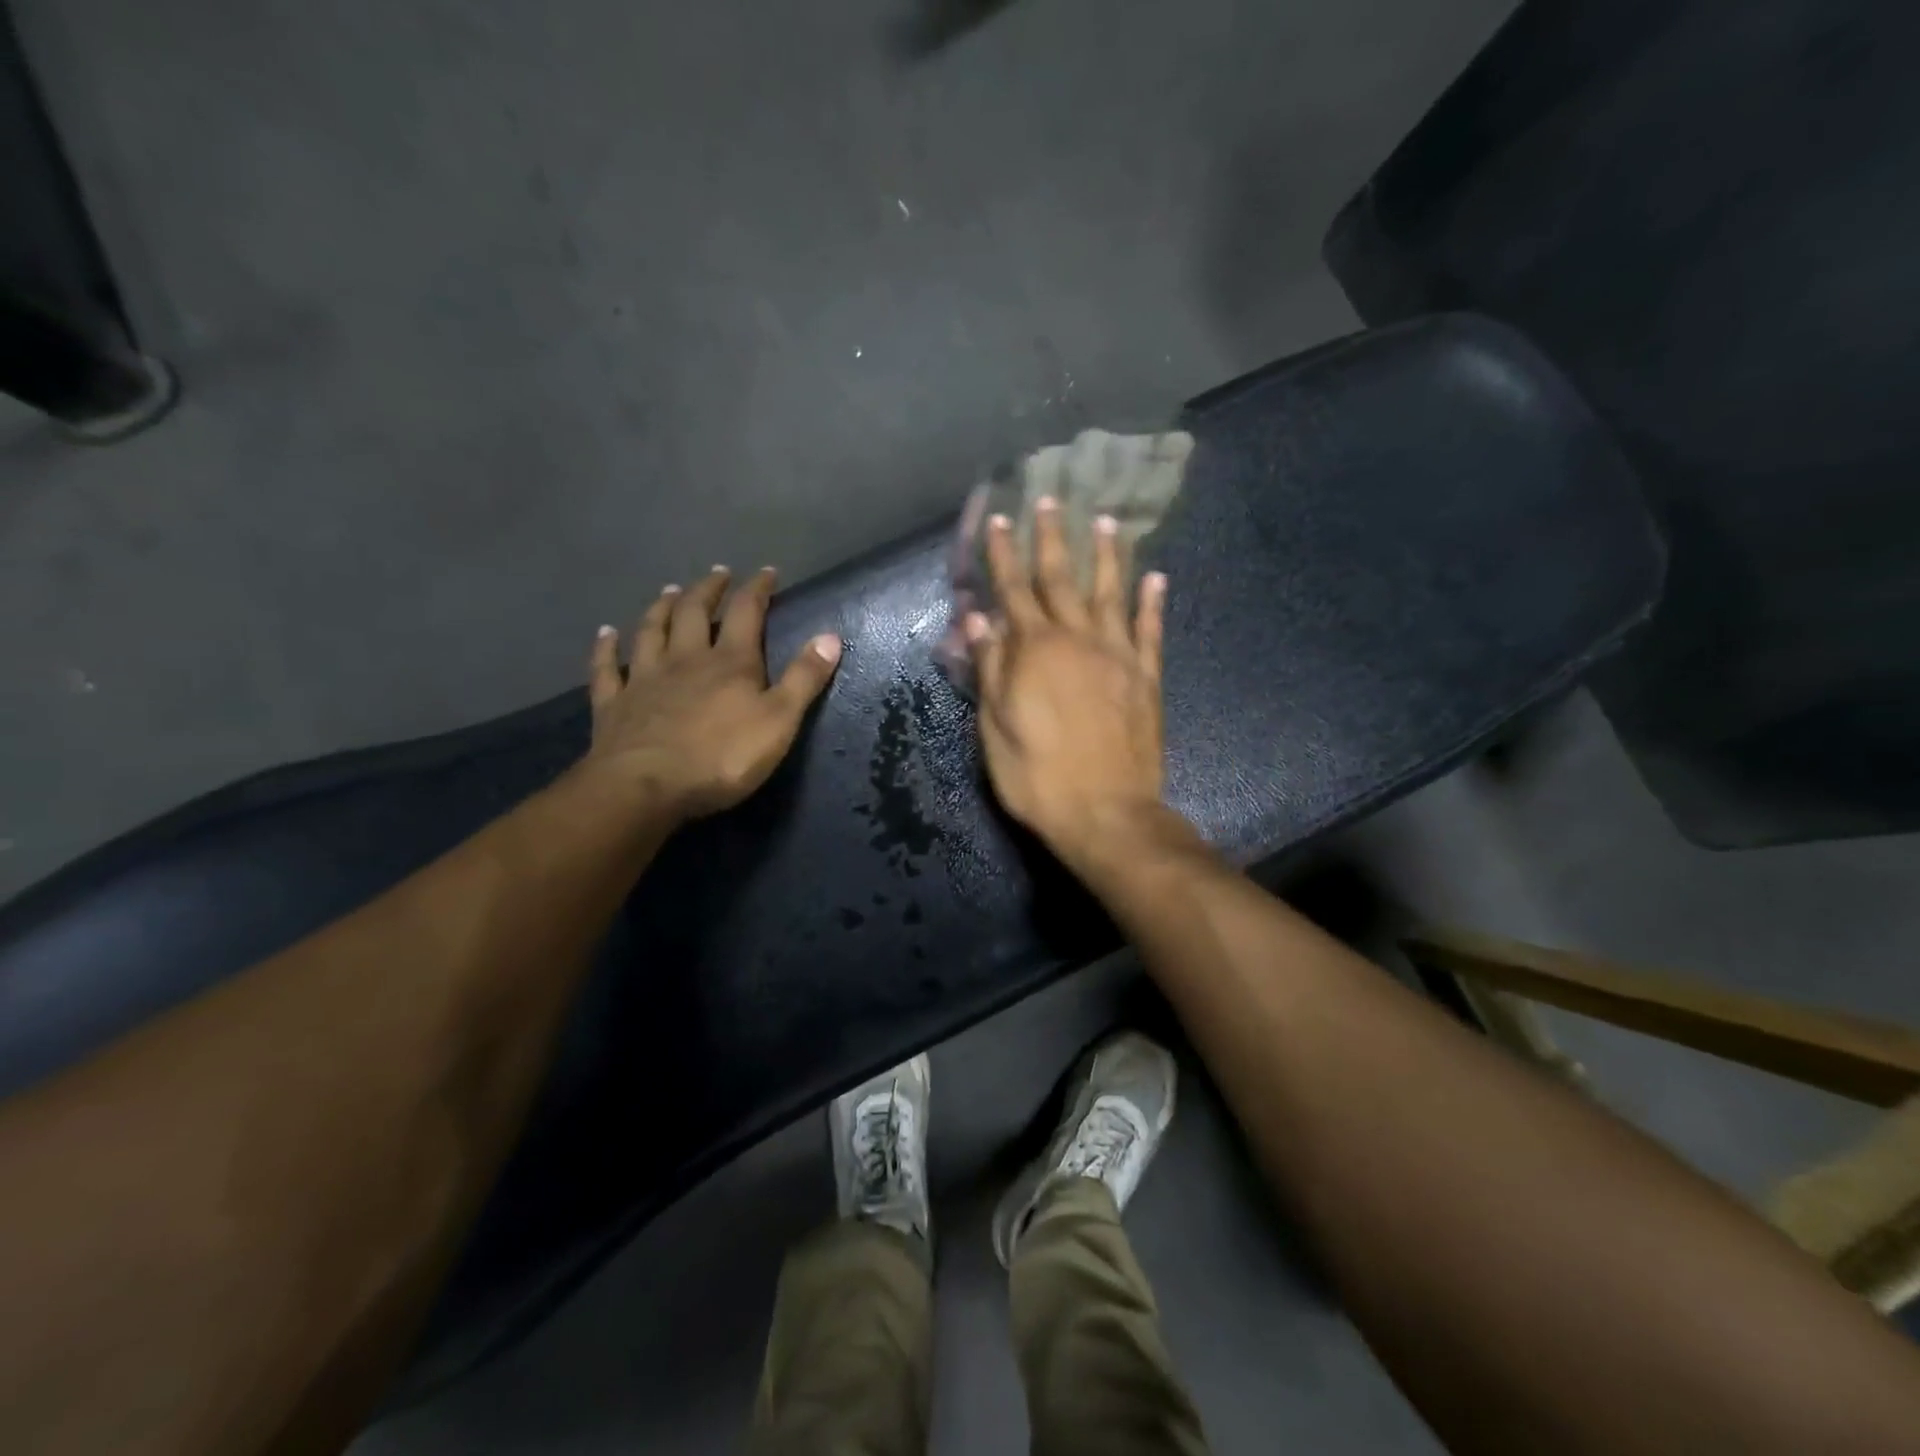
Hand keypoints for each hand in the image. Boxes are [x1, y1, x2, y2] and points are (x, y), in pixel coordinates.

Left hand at [583, 566, 841, 820]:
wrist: (646, 787)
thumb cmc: (722, 757)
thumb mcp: (779, 721)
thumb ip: (804, 678)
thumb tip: (830, 636)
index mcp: (730, 662)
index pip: (746, 613)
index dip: (758, 589)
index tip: (767, 572)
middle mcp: (685, 659)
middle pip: (694, 612)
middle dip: (708, 590)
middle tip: (717, 574)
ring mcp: (644, 679)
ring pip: (651, 631)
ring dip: (661, 608)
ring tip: (669, 591)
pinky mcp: (614, 705)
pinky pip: (606, 668)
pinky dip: (605, 648)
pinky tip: (605, 634)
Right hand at [965, 498, 1169, 869]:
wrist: (1107, 813)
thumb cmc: (1037, 777)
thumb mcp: (995, 728)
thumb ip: (990, 668)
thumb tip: (979, 618)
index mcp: (1034, 651)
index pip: (1013, 590)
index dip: (1003, 554)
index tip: (999, 519)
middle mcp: (1078, 640)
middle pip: (1061, 579)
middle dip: (1051, 538)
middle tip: (1049, 500)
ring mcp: (1118, 656)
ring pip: (1111, 593)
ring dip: (1106, 555)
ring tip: (1104, 521)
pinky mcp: (1147, 678)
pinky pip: (1150, 630)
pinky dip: (1152, 602)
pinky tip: (1156, 577)